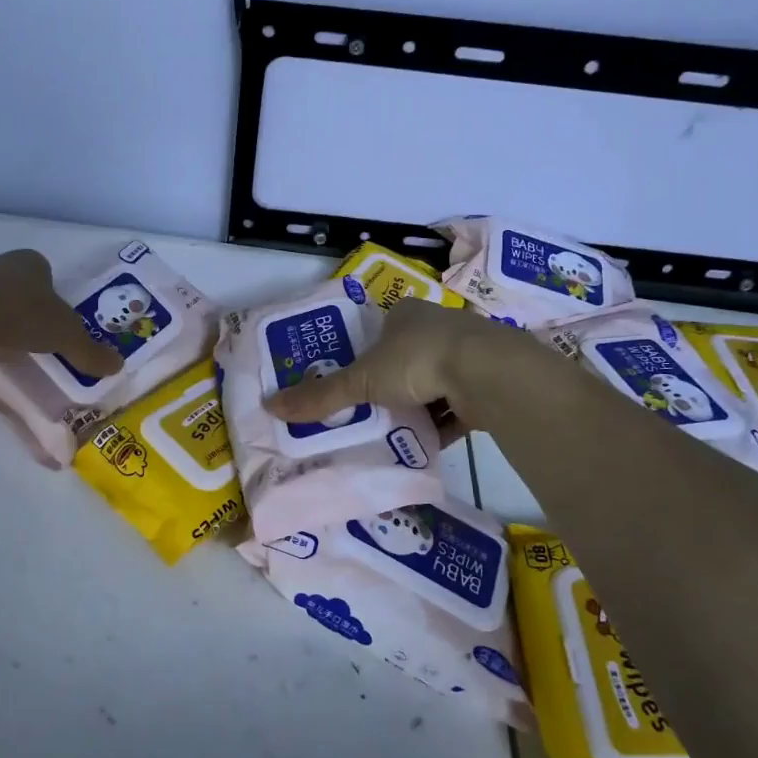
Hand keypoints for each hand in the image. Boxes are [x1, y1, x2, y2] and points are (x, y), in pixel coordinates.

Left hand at [0, 249, 123, 377]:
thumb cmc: (21, 315)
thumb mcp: (65, 336)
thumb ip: (89, 351)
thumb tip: (117, 366)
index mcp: (29, 263)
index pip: (43, 270)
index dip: (51, 292)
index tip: (55, 317)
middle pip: (15, 285)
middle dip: (25, 307)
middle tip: (35, 336)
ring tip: (8, 350)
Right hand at [262, 296, 548, 432]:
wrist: (488, 375)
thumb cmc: (417, 361)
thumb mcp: (361, 380)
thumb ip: (321, 395)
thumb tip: (269, 406)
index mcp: (406, 314)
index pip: (378, 331)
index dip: (363, 354)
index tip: (350, 381)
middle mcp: (438, 327)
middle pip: (405, 358)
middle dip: (389, 385)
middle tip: (366, 411)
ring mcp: (466, 354)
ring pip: (432, 383)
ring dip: (416, 406)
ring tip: (392, 432)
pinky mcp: (486, 383)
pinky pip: (456, 406)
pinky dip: (441, 424)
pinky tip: (424, 443)